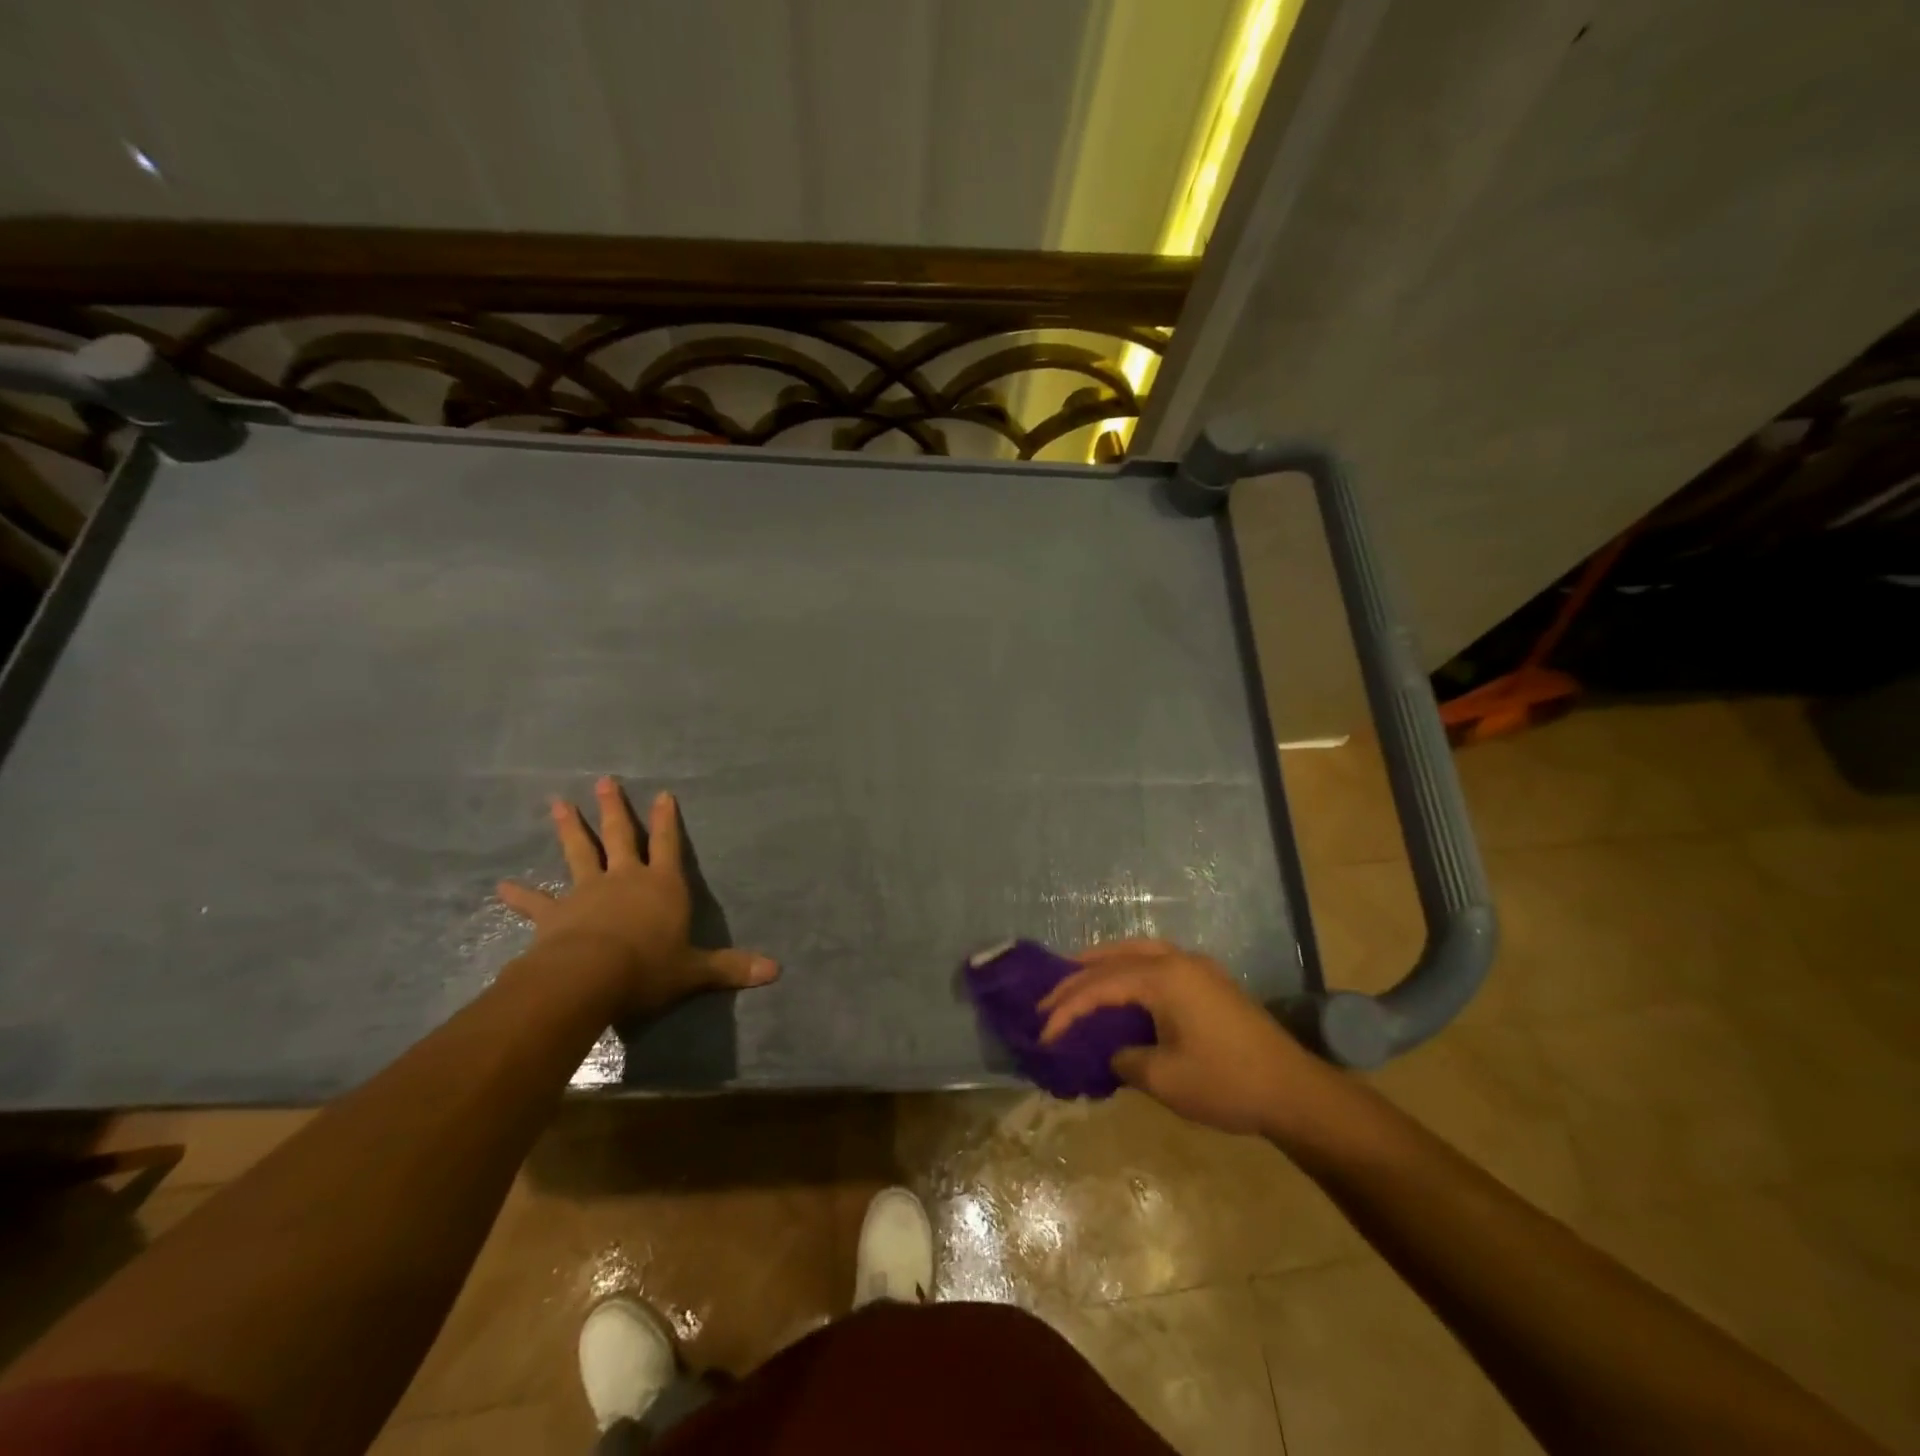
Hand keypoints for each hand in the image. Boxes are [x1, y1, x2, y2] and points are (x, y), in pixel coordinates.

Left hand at [497, 777, 777, 1018]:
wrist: (588, 978)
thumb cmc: (649, 968)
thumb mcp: (695, 971)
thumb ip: (731, 968)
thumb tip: (776, 972)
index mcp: (662, 886)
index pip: (668, 844)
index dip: (666, 820)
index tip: (663, 794)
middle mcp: (625, 880)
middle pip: (619, 836)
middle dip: (614, 809)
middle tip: (604, 781)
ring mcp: (587, 892)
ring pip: (579, 853)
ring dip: (568, 829)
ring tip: (557, 803)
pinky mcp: (556, 915)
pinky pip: (537, 902)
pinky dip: (521, 895)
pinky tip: (500, 887)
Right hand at [1038, 940, 1322, 1135]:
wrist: (1294, 1091)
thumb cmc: (1227, 1083)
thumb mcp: (1165, 1079)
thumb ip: (1125, 1060)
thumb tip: (1113, 1052)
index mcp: (1164, 978)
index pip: (1100, 986)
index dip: (1067, 1009)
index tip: (1043, 1032)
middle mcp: (1177, 961)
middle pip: (1115, 958)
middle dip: (1077, 977)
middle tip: (1047, 998)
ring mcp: (1197, 968)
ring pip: (1138, 951)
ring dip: (1104, 963)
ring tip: (1076, 977)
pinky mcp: (1209, 981)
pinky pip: (1157, 961)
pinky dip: (1129, 968)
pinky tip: (1121, 986)